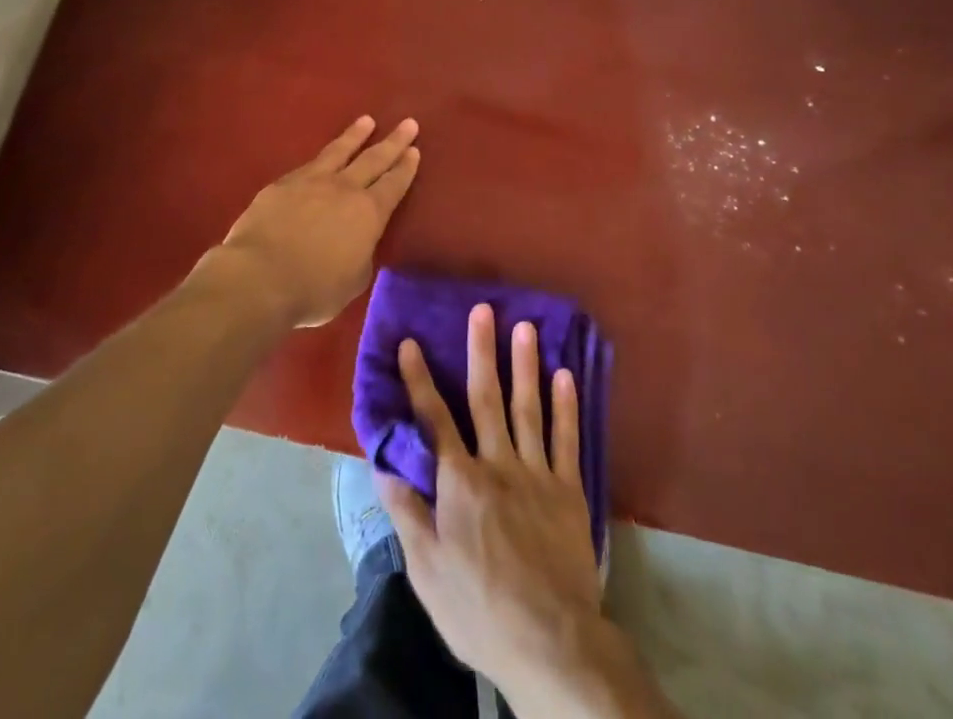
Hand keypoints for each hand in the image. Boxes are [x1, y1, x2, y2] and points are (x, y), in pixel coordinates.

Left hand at [216, 115, 419, 327]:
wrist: (260, 277)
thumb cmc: (314, 289)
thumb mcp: (353, 281)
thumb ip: (361, 256)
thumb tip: (358, 244)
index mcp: (368, 213)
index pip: (394, 185)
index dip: (406, 168)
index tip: (415, 151)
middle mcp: (344, 189)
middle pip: (374, 159)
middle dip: (393, 141)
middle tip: (408, 123)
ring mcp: (311, 181)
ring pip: (339, 151)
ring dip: (356, 135)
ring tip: (367, 121)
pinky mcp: (282, 184)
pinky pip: (308, 165)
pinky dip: (321, 158)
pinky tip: (322, 157)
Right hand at [377, 305, 609, 711]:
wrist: (550, 643)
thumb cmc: (478, 608)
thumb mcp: (427, 569)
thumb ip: (407, 512)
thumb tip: (383, 465)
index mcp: (460, 482)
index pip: (434, 420)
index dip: (420, 379)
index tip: (411, 343)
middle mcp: (497, 464)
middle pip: (486, 399)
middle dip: (481, 351)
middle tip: (483, 309)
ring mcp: (536, 474)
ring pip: (528, 409)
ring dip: (525, 365)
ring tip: (525, 326)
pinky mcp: (568, 491)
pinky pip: (567, 440)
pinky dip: (566, 406)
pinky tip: (565, 375)